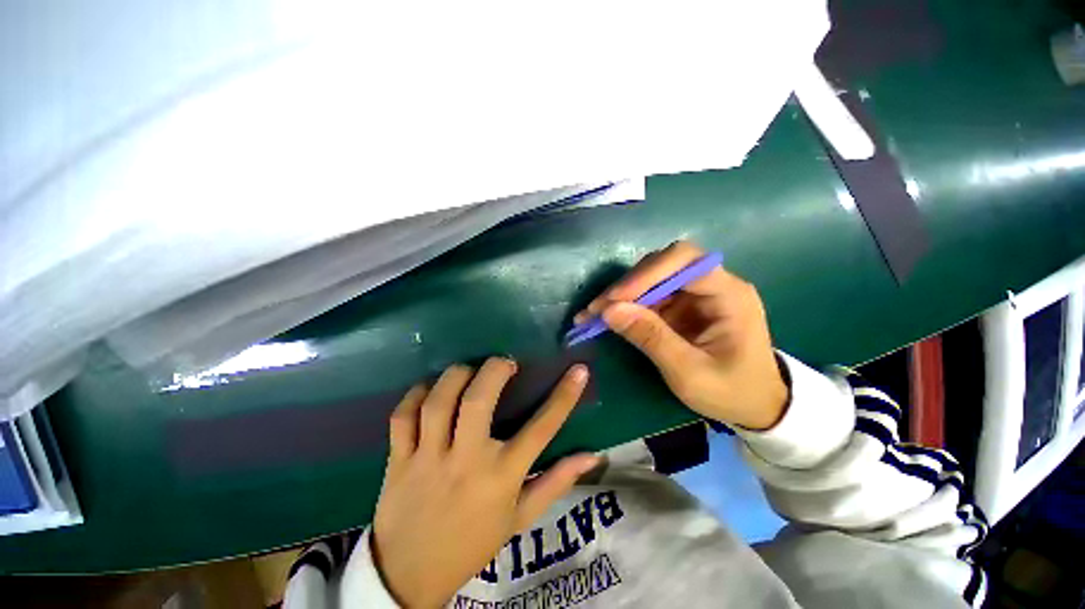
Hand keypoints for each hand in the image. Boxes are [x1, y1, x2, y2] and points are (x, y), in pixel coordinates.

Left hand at [371, 358, 597, 607]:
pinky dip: (415, 394)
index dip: (564, 396)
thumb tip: (592, 456)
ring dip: (456, 375)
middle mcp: (466, 461)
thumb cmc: (473, 543)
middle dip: (494, 370)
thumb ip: (556, 483)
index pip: (541, 429)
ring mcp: (428, 459)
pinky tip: (429, 389)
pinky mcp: (399, 460)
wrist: (410, 577)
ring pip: (438, 401)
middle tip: (505, 363)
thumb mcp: (520, 518)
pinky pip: (403, 416)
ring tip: (469, 371)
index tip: (578, 370)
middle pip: (476, 401)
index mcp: (502, 477)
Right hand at [576, 241, 787, 429]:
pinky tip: (608, 316)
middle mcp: (713, 284)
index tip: (614, 299)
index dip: (646, 275)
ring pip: (652, 277)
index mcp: (729, 294)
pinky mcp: (683, 305)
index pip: (684, 261)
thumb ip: (651, 338)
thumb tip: (608, 310)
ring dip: (623, 294)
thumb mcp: (689, 372)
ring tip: (595, 313)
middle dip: (629, 284)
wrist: (756, 405)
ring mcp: (696, 293)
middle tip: (598, 308)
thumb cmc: (731, 392)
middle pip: (664, 264)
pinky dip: (627, 305)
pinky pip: (650, 295)